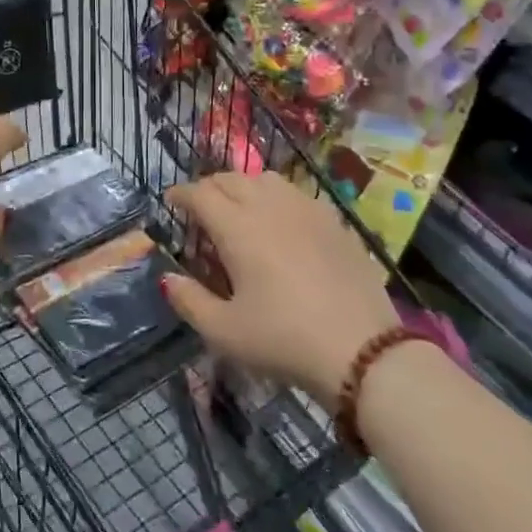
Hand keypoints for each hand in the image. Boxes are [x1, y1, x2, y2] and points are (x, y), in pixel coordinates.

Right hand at [163, 172, 400, 402]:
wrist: (364, 352)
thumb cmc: (284, 340)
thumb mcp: (224, 331)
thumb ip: (189, 301)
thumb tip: (167, 279)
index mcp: (237, 228)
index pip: (200, 194)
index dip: (180, 194)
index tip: (170, 201)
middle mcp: (269, 208)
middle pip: (231, 179)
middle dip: (209, 187)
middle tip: (200, 208)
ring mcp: (307, 211)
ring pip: (266, 180)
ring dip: (244, 187)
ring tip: (239, 209)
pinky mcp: (335, 224)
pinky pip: (297, 195)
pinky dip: (277, 198)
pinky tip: (281, 223)